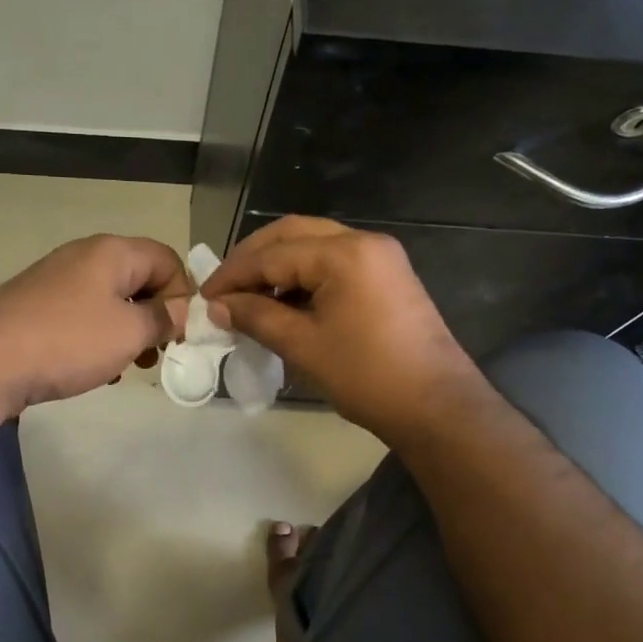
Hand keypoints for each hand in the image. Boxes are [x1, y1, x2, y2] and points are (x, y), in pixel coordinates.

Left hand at [0, 235, 193, 419]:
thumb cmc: (68, 341)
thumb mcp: (129, 332)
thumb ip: (163, 318)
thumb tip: (181, 310)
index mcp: (112, 252)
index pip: (168, 259)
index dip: (183, 295)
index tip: (180, 335)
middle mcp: (84, 256)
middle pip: (139, 278)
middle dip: (155, 316)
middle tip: (158, 353)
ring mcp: (56, 280)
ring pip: (111, 301)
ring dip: (127, 331)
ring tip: (127, 366)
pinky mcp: (36, 306)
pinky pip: (83, 316)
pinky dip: (98, 338)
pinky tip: (94, 369)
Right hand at [201, 218, 486, 444]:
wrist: (436, 406)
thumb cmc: (367, 376)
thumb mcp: (303, 346)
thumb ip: (257, 317)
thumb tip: (218, 306)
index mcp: (344, 253)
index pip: (273, 254)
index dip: (234, 275)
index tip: (205, 297)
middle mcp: (363, 242)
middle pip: (293, 235)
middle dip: (253, 259)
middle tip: (224, 288)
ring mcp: (379, 257)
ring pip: (313, 245)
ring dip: (278, 265)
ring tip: (249, 297)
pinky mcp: (387, 276)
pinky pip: (334, 263)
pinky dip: (303, 276)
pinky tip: (283, 302)